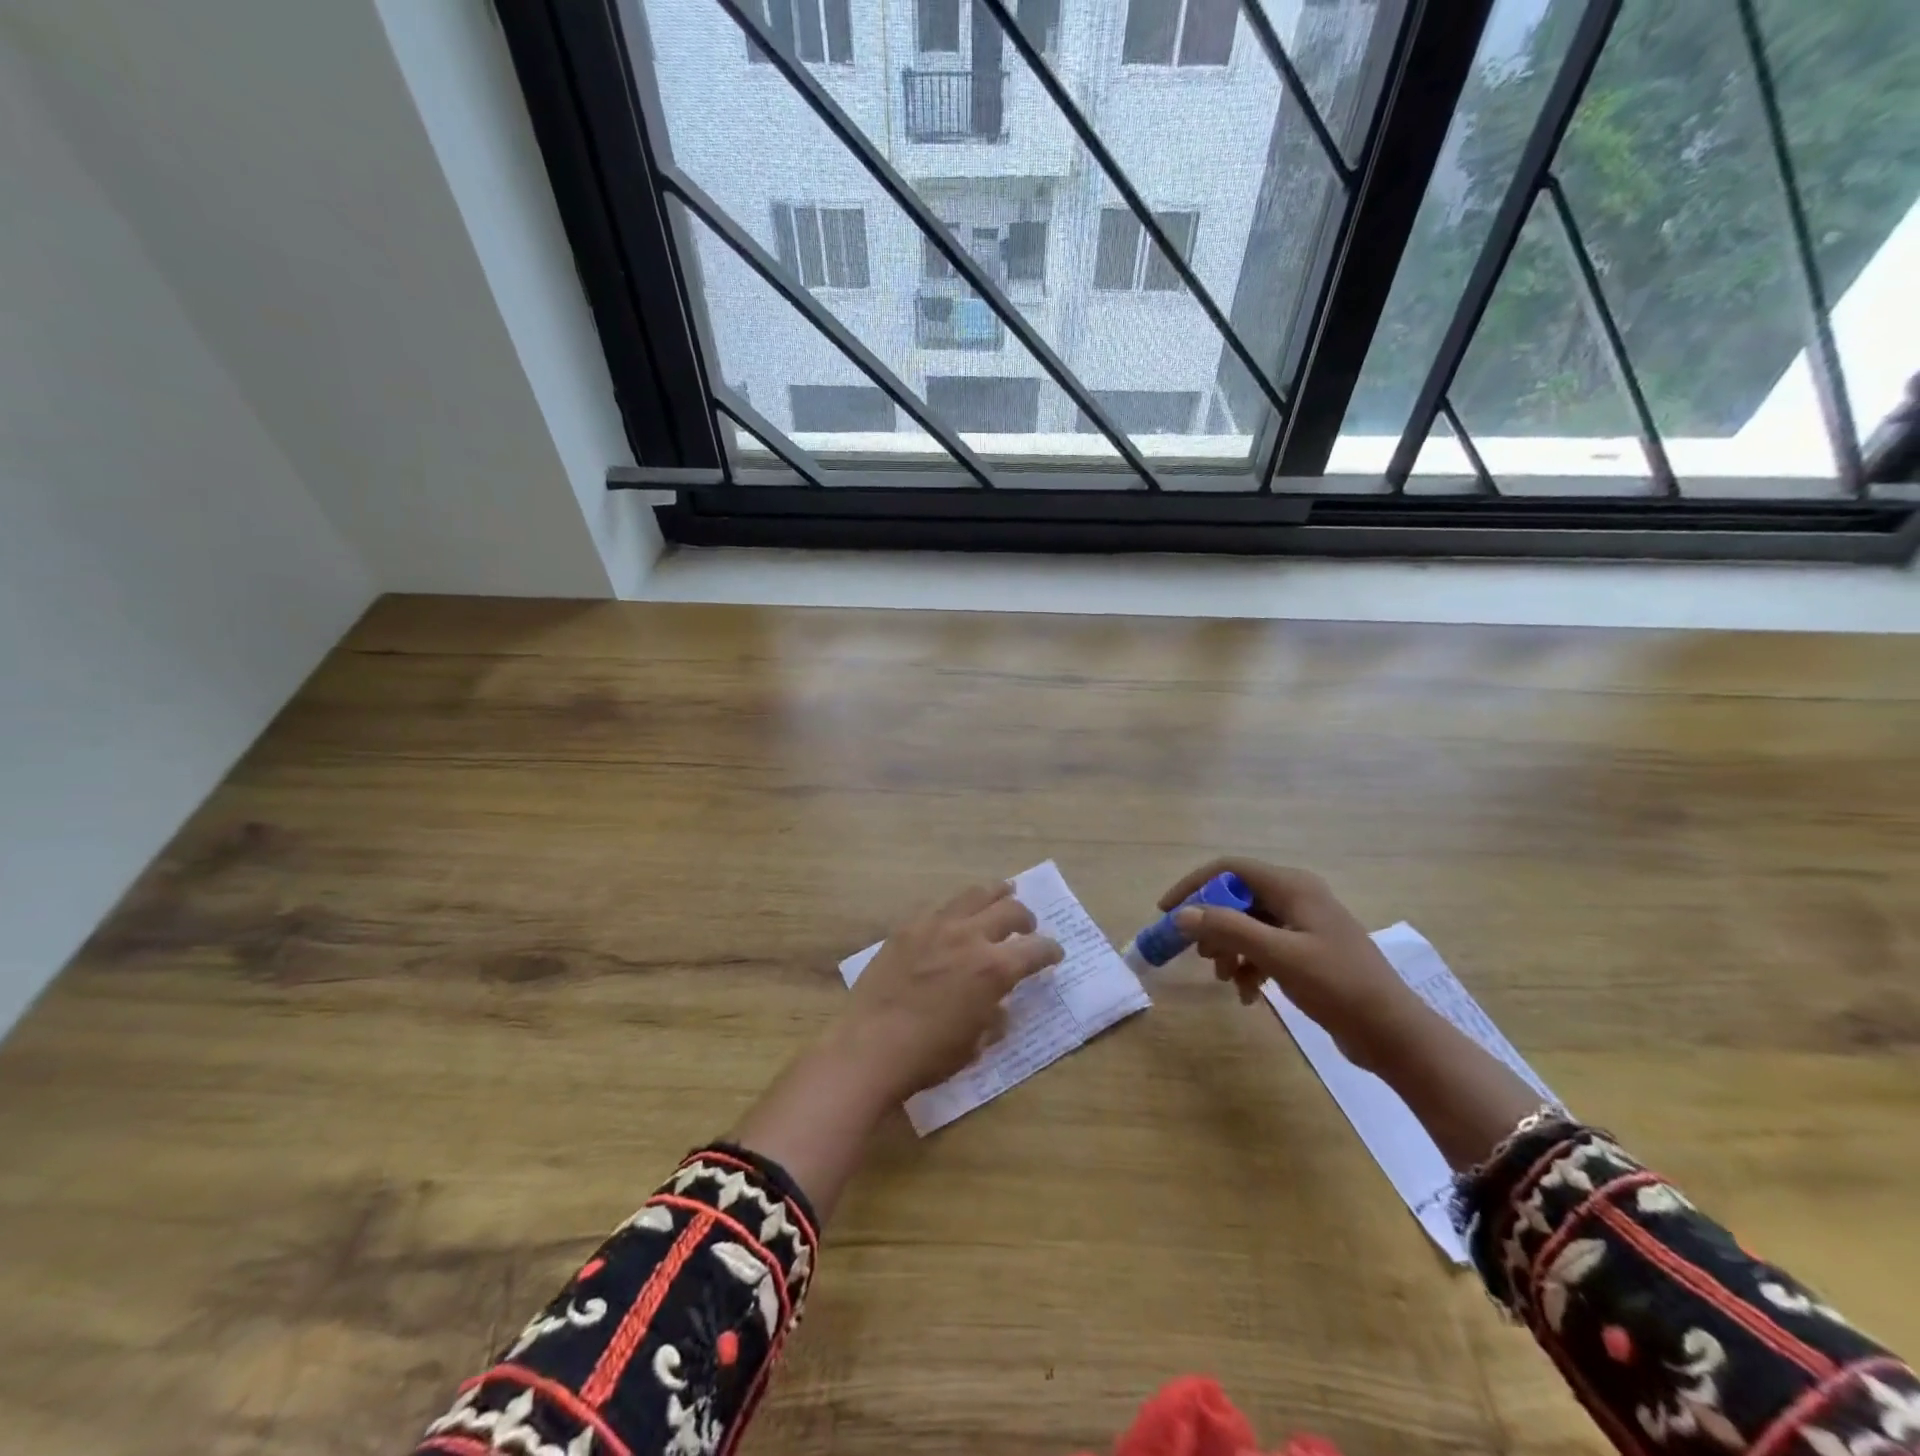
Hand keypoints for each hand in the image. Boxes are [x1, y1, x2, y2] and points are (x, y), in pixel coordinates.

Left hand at [843, 880, 1062, 1100]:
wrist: (870, 1046)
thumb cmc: (930, 1055)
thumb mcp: (976, 1044)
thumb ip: (995, 1017)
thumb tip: (999, 1004)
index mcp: (994, 969)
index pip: (1036, 949)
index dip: (1051, 950)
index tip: (1055, 953)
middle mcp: (969, 937)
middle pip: (1009, 910)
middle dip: (1025, 918)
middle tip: (1027, 927)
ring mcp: (936, 926)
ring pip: (974, 895)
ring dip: (995, 894)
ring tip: (1002, 893)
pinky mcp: (907, 927)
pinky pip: (939, 906)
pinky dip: (956, 909)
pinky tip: (955, 915)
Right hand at [1159, 858, 1424, 1073]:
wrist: (1393, 1033)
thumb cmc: (1337, 986)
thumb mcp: (1278, 954)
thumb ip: (1228, 928)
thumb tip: (1182, 914)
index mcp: (1293, 887)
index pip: (1229, 869)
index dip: (1194, 886)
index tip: (1167, 913)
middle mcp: (1297, 897)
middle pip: (1237, 897)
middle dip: (1213, 925)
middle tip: (1198, 954)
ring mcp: (1304, 925)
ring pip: (1248, 924)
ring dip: (1230, 949)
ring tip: (1226, 978)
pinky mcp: (1309, 951)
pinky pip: (1265, 947)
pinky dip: (1250, 966)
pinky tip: (1248, 994)